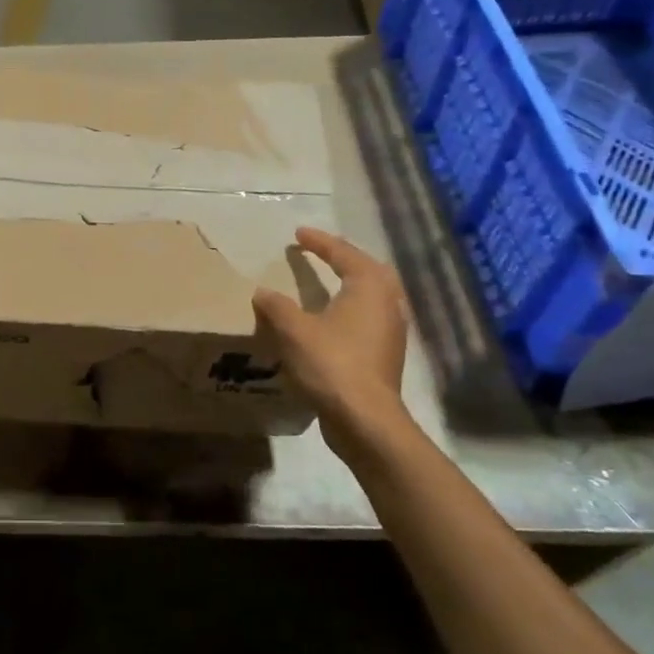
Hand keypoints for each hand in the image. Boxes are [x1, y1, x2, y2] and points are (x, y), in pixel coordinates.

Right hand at [253, 228, 412, 457]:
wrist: (364, 419)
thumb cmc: (331, 364)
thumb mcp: (294, 330)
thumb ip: (277, 306)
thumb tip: (262, 292)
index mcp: (368, 287)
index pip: (343, 253)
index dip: (319, 242)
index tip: (298, 234)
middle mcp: (388, 302)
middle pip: (368, 270)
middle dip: (344, 258)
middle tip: (321, 252)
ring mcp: (391, 330)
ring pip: (374, 295)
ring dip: (352, 283)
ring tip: (328, 281)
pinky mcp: (386, 354)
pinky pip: (369, 317)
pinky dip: (352, 308)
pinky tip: (333, 318)